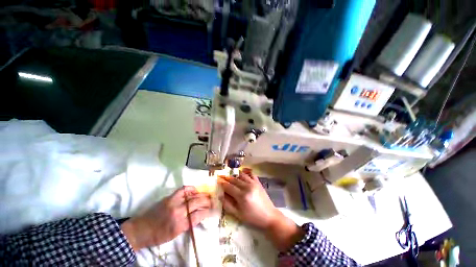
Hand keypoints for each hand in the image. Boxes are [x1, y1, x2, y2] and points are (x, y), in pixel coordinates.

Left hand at [121, 186, 212, 250]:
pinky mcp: (169, 197)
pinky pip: (183, 190)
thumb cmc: (158, 236)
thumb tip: (200, 215)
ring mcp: (173, 202)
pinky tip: (195, 190)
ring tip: (206, 194)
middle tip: (212, 200)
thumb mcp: (175, 235)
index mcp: (179, 225)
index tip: (212, 209)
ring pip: (191, 195)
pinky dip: (191, 189)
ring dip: (201, 194)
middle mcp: (177, 212)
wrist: (140, 230)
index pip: (197, 215)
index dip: (207, 211)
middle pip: (196, 203)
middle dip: (206, 201)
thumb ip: (188, 224)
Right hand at [218, 169, 303, 250]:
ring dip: (235, 175)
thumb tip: (220, 196)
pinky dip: (245, 173)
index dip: (222, 183)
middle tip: (221, 176)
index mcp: (242, 196)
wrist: (269, 216)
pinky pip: (251, 174)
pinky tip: (242, 173)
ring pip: (242, 175)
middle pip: (234, 180)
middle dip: (227, 178)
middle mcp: (247, 187)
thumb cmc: (253, 217)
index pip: (229, 187)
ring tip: (230, 175)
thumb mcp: (238, 214)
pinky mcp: (258, 182)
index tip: (217, 180)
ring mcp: (254, 183)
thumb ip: (228, 205)